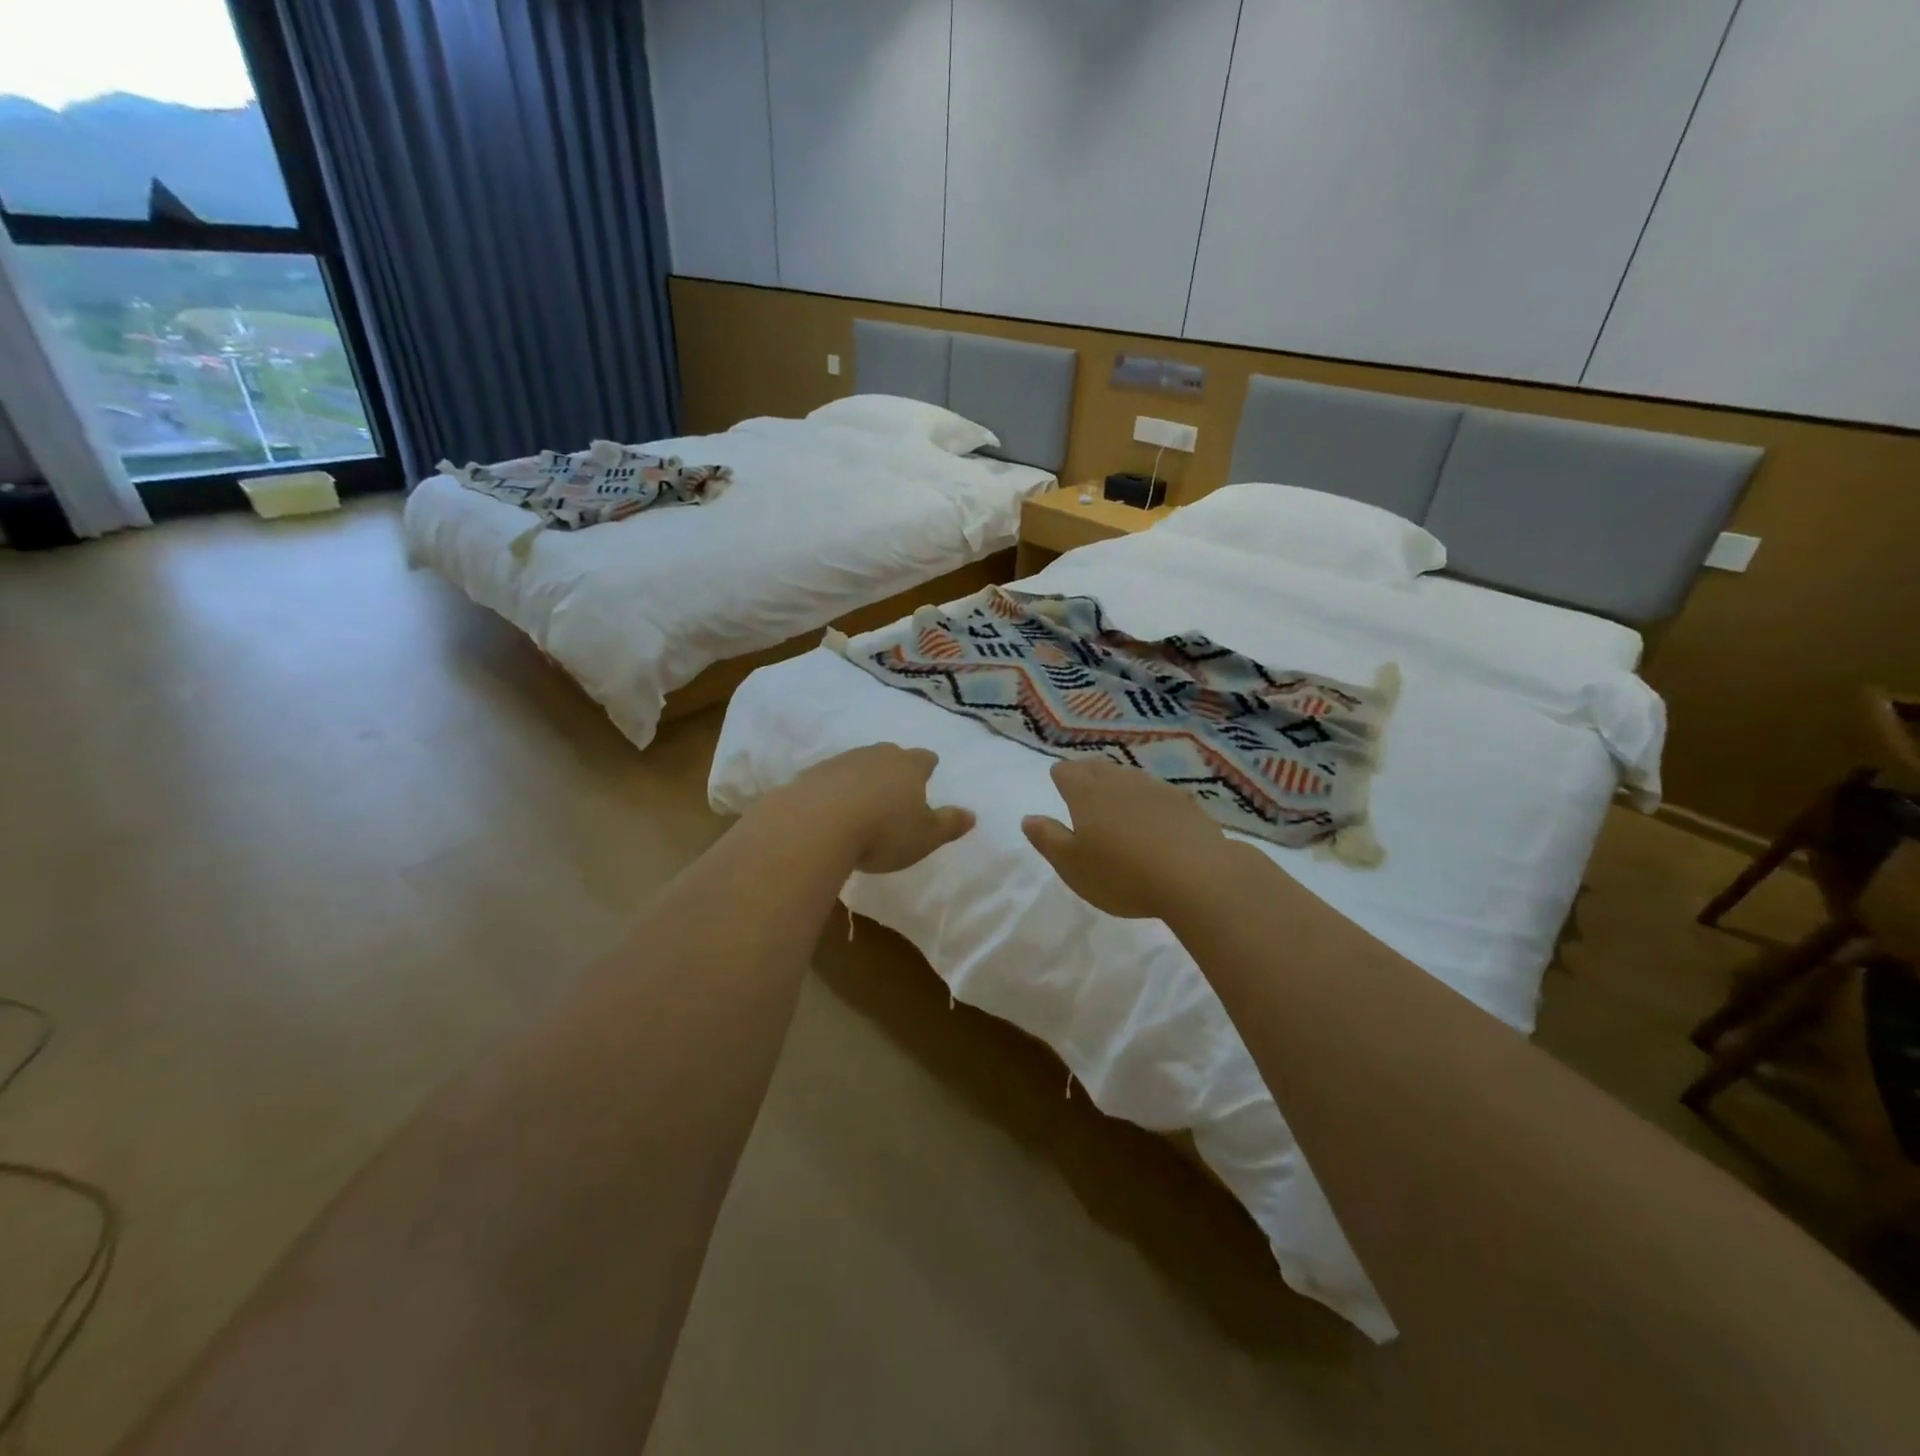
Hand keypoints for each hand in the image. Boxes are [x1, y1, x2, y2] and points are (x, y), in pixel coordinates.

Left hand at [777, 743, 975, 873]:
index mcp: (909, 766)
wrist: (815, 824)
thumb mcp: (926, 837)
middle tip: (896, 785)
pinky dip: (834, 790)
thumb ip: (949, 824)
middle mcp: (876, 755)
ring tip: (862, 801)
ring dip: (862, 778)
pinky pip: (829, 779)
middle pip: (890, 754)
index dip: (927, 766)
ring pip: (858, 763)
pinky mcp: (810, 775)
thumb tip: (972, 815)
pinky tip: (830, 809)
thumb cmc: (883, 831)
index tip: (928, 771)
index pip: (925, 759)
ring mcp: (841, 761)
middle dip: (894, 767)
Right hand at [1022, 760, 1230, 918]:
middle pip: (1097, 768)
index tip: (1059, 783)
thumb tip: (1028, 818)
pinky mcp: (1185, 803)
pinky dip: (1150, 801)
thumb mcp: (1071, 865)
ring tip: (1117, 801)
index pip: (1066, 771)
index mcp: (1086, 793)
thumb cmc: (1121, 874)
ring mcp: (1155, 788)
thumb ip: (1048, 838)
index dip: (1060, 776)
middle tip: (1084, 787)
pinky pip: (1158, 794)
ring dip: (1119, 785)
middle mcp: (1119, 781)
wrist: (1196, 877)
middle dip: (1087, 774)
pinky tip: (1155, 817)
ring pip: (1129, 777)